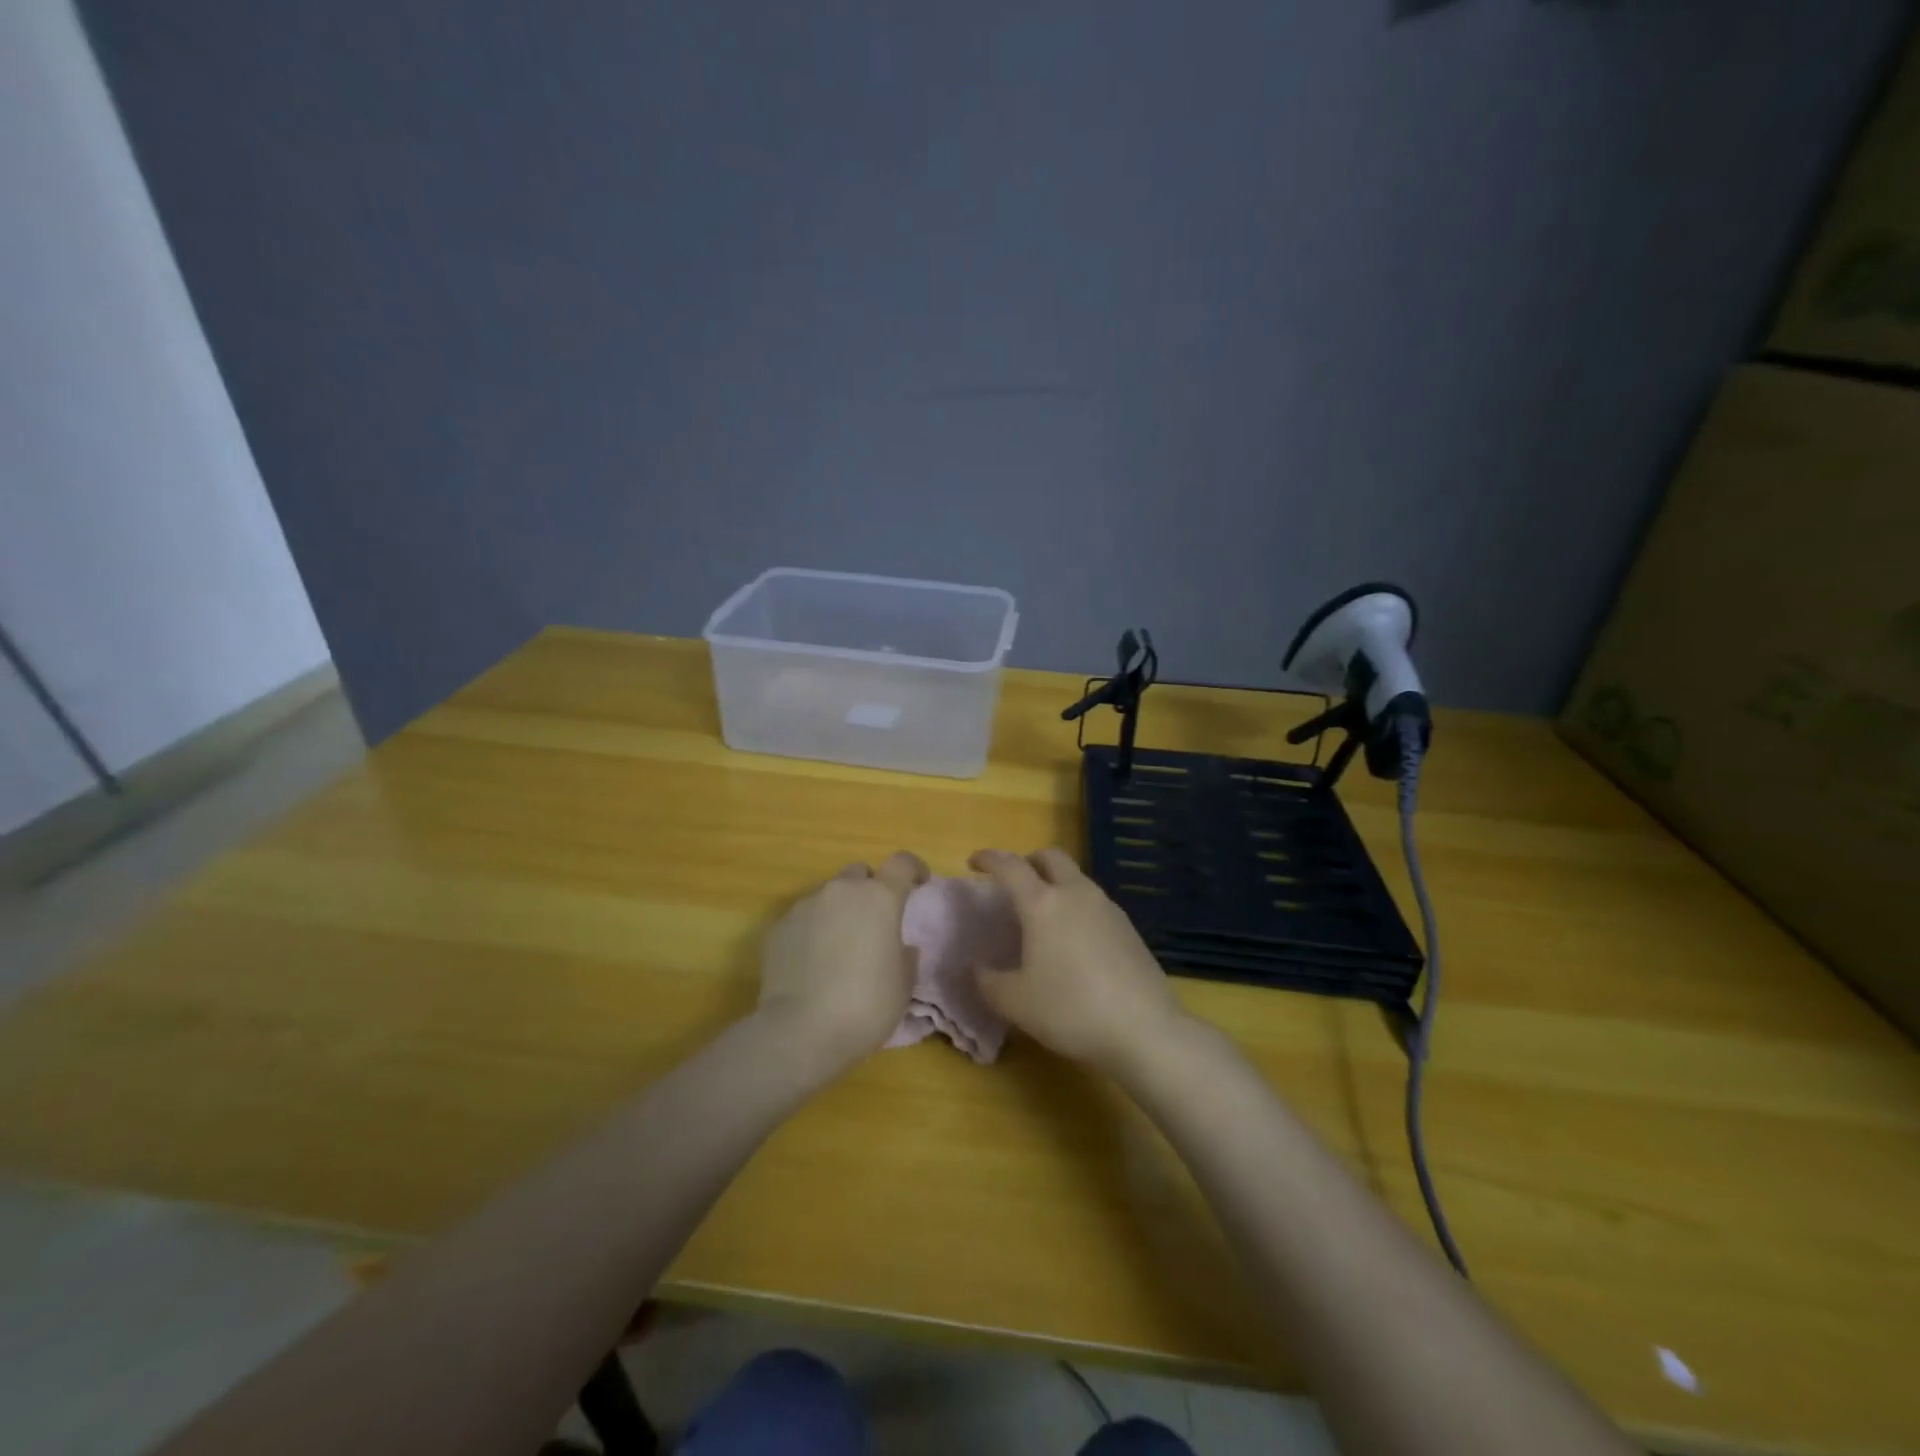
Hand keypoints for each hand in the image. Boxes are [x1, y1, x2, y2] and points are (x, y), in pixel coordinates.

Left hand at [758, 851, 928, 1072]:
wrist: (801, 1031)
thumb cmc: (866, 1006)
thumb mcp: (903, 986)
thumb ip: (905, 957)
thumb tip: (901, 947)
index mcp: (880, 898)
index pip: (902, 863)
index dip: (913, 869)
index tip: (920, 883)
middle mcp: (841, 892)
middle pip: (859, 873)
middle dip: (870, 889)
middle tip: (875, 920)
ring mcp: (805, 906)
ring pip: (828, 894)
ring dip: (839, 910)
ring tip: (840, 945)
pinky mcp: (778, 927)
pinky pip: (803, 917)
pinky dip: (813, 929)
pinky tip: (812, 960)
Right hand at [968, 848, 1187, 1071]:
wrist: (1144, 1029)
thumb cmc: (1070, 1009)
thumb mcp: (1015, 1003)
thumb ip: (987, 982)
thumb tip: (974, 968)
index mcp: (1043, 904)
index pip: (1010, 867)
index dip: (989, 859)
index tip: (974, 862)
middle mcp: (1076, 894)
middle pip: (1051, 857)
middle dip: (1028, 861)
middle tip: (1013, 882)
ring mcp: (1107, 908)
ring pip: (1076, 878)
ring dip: (1055, 883)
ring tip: (1043, 915)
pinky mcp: (1129, 928)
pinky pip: (1094, 902)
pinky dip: (1076, 906)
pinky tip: (1073, 940)